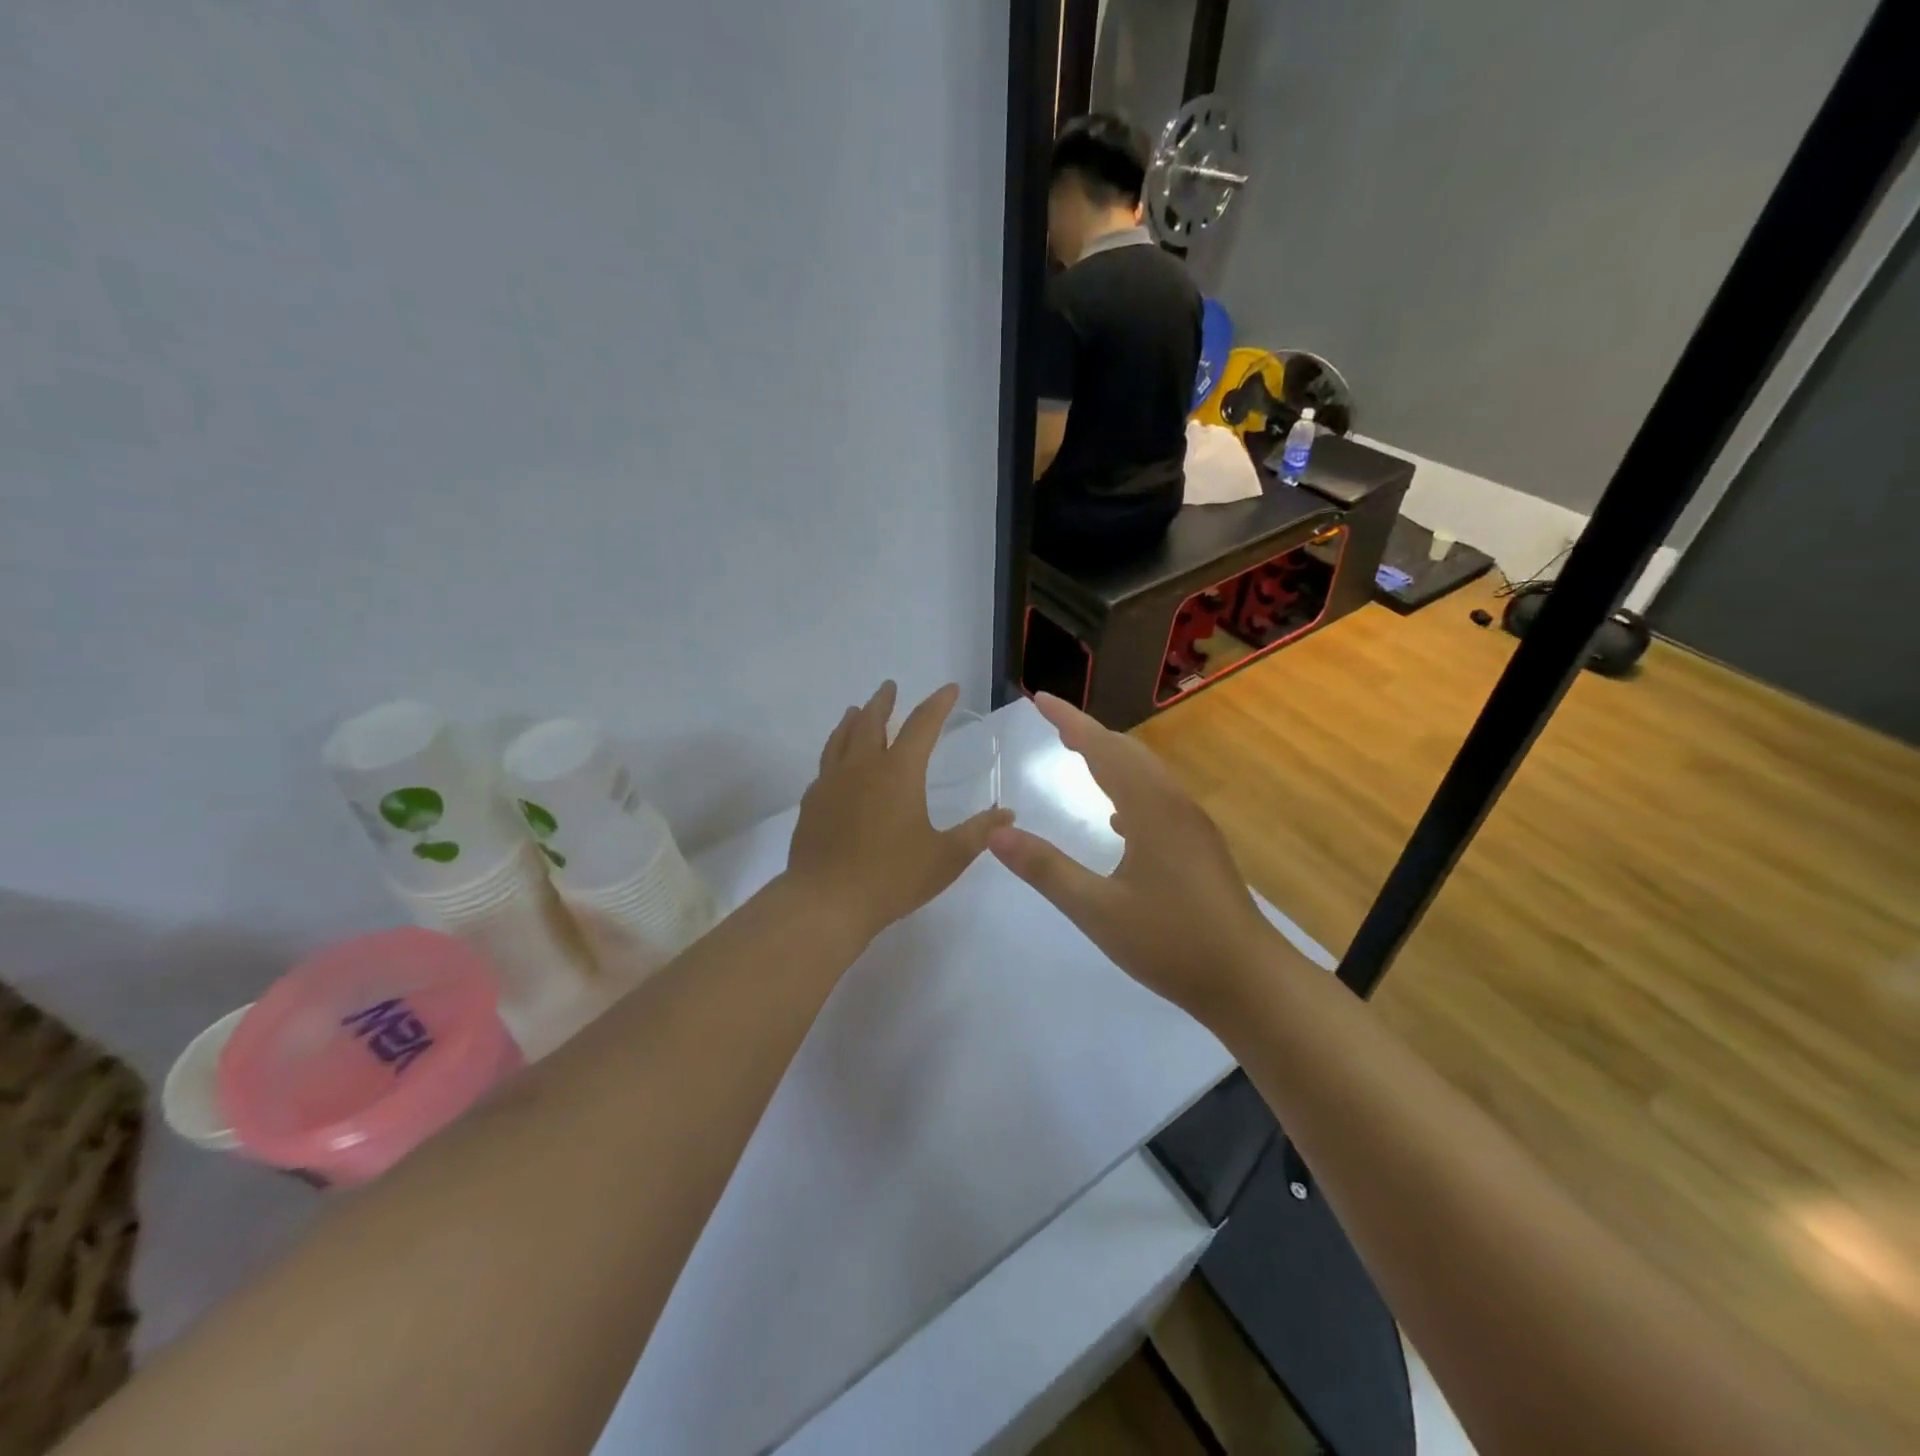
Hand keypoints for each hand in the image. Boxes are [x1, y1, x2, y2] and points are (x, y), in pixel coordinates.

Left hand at [785, 681, 1012, 946]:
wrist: (825, 902)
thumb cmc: (892, 877)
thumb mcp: (946, 857)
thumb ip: (979, 832)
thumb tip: (1008, 814)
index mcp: (898, 772)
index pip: (923, 724)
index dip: (938, 703)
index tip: (950, 689)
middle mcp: (862, 767)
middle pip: (872, 721)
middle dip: (885, 701)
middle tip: (890, 687)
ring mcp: (831, 783)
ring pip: (841, 738)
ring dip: (854, 720)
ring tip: (857, 710)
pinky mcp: (811, 803)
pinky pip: (825, 765)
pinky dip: (835, 751)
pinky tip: (836, 763)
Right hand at [988, 693, 1272, 1020]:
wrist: (1248, 980)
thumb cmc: (1171, 943)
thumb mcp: (1097, 911)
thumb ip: (1046, 869)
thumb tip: (995, 832)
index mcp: (1149, 809)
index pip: (1102, 749)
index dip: (1069, 721)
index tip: (1039, 698)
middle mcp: (1174, 805)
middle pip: (1128, 753)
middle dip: (1089, 733)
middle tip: (1053, 723)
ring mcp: (1192, 826)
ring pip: (1147, 775)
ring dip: (1111, 758)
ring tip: (1079, 755)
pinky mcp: (1200, 847)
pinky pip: (1158, 799)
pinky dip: (1130, 790)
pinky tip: (1117, 819)